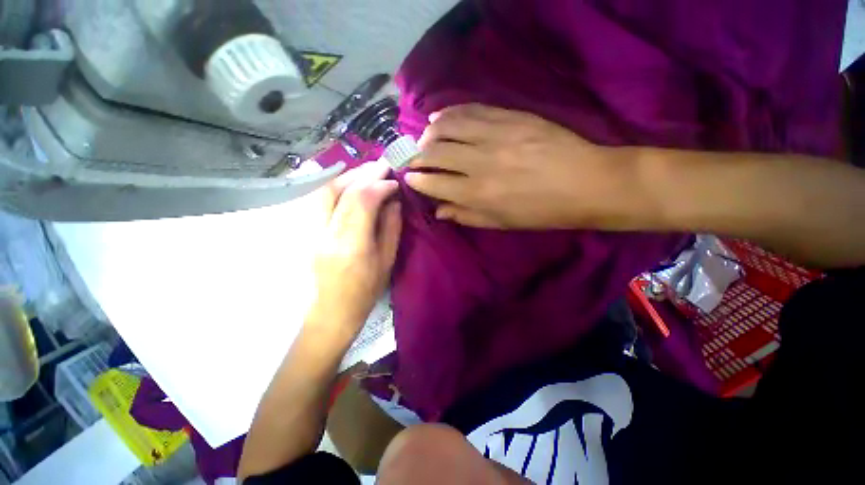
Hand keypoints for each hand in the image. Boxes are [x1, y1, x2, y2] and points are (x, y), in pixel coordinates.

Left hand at [307, 161, 401, 342]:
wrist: (333, 311)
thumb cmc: (366, 291)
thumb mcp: (387, 261)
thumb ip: (391, 227)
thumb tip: (393, 201)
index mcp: (352, 246)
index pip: (361, 202)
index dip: (378, 186)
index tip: (394, 182)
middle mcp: (327, 235)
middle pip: (339, 192)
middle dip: (363, 174)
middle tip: (381, 165)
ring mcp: (311, 232)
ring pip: (324, 192)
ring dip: (347, 176)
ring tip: (367, 171)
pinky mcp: (307, 231)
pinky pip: (319, 200)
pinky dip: (336, 185)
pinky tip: (350, 182)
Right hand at [405, 104, 638, 229]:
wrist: (587, 184)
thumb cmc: (541, 212)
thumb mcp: (501, 223)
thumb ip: (466, 216)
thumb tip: (438, 210)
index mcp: (478, 194)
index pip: (434, 183)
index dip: (417, 179)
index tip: (409, 177)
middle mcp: (480, 163)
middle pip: (436, 153)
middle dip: (417, 156)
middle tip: (412, 158)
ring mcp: (495, 136)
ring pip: (448, 128)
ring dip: (429, 133)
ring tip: (424, 138)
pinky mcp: (510, 117)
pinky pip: (471, 110)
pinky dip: (450, 112)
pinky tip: (439, 116)